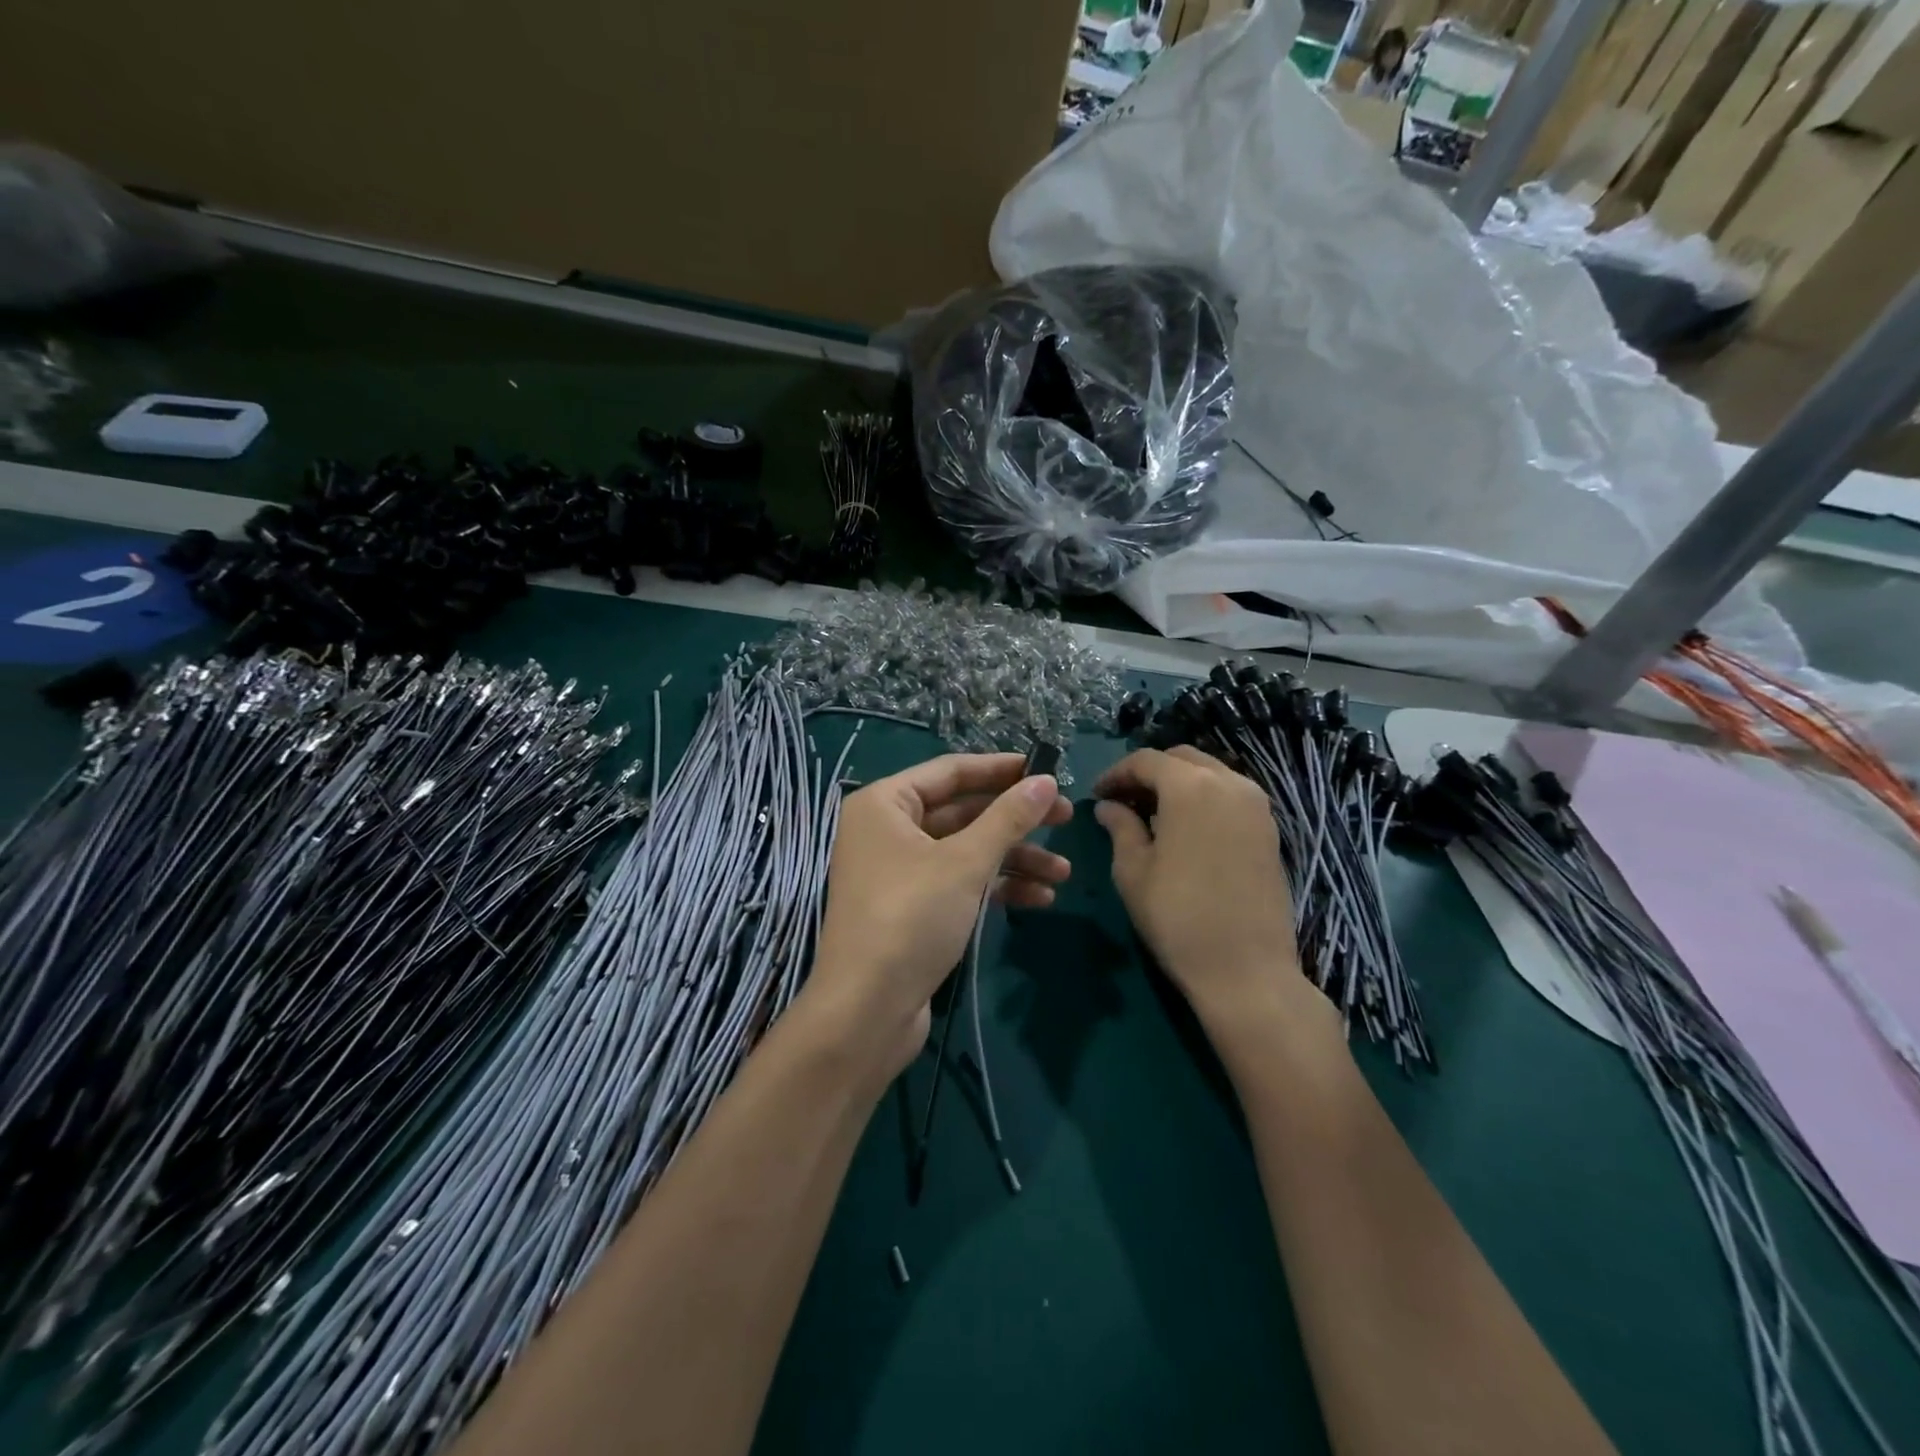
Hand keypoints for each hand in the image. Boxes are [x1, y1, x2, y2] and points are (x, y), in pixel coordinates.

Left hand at [806, 754, 1071, 1078]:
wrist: (867, 1011)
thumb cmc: (911, 918)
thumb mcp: (966, 863)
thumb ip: (1008, 818)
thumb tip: (1046, 781)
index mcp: (884, 804)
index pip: (950, 771)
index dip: (1000, 769)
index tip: (1046, 769)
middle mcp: (887, 830)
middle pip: (962, 811)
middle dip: (1015, 820)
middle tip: (1066, 818)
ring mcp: (898, 871)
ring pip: (965, 851)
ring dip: (1013, 859)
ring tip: (1063, 872)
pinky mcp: (912, 908)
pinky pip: (959, 883)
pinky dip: (995, 887)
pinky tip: (1039, 899)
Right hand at [1093, 746, 1310, 1025]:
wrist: (1247, 970)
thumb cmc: (1178, 917)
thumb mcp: (1133, 870)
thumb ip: (1120, 827)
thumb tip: (1108, 806)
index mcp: (1190, 787)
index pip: (1145, 760)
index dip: (1115, 773)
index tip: (1096, 795)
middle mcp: (1229, 783)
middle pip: (1181, 759)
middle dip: (1148, 773)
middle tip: (1123, 801)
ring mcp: (1256, 805)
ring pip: (1210, 774)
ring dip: (1178, 784)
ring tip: (1152, 816)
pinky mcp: (1270, 829)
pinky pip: (1230, 796)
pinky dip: (1203, 799)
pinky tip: (1185, 831)